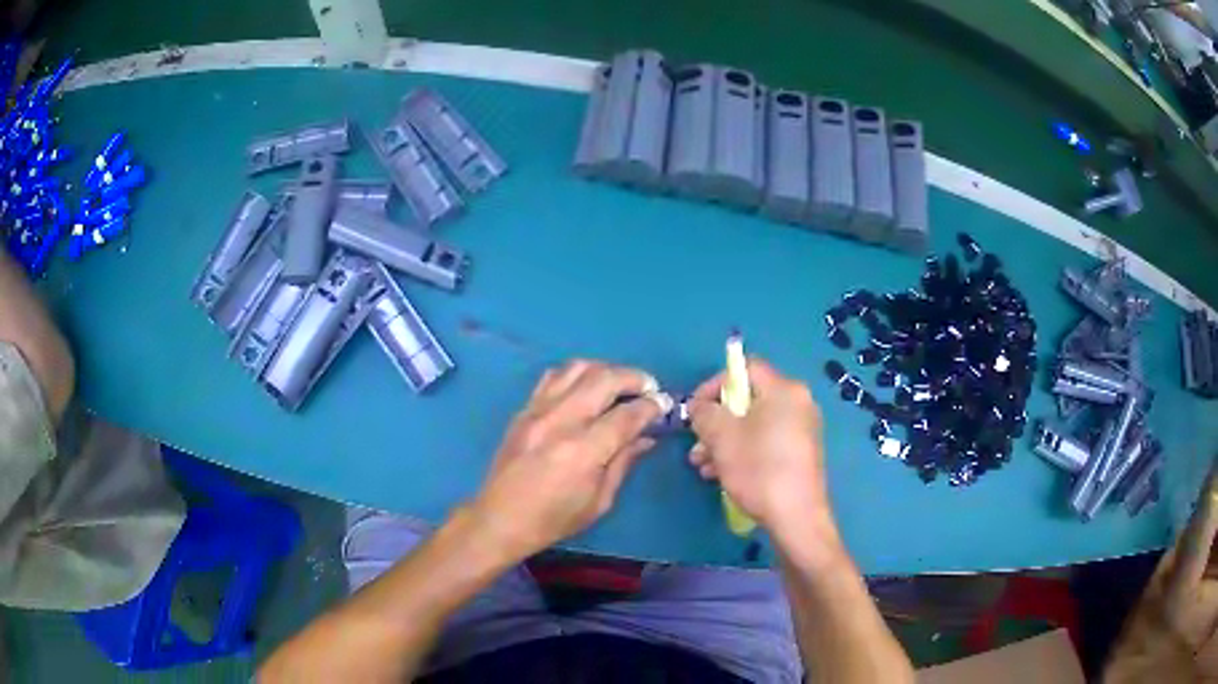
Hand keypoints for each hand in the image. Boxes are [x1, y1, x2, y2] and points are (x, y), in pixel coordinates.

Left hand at [469, 360, 666, 561]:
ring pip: (578, 368)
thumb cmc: (554, 519)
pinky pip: (553, 376)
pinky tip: (586, 389)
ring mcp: (538, 410)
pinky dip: (576, 374)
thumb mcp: (599, 501)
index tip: (665, 405)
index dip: (652, 406)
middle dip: (635, 378)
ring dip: (606, 370)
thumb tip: (647, 436)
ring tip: (619, 385)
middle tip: (649, 389)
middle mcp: (561, 421)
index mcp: (583, 450)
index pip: (627, 415)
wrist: (499, 518)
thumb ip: (624, 462)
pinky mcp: (524, 409)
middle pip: (605, 378)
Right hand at [687, 358, 836, 542]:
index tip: (695, 410)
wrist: (796, 518)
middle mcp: (798, 402)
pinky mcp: (801, 453)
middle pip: (748, 398)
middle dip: (717, 420)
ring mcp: (802, 429)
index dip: (714, 384)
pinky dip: (743, 451)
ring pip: (754, 423)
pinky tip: (722, 474)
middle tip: (697, 442)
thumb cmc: (759, 470)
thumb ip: (705, 413)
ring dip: (725, 440)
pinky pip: (766, 440)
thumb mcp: (722, 437)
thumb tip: (699, 406)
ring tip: (703, 465)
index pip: (745, 368)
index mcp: (784, 389)